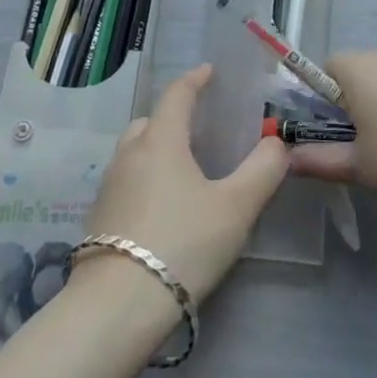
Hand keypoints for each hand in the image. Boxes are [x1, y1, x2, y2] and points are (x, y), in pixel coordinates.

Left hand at [78, 65, 287, 302]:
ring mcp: (109, 185)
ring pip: (135, 152)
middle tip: (201, 128)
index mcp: (161, 140)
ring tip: (185, 168)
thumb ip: (262, 170)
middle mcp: (129, 154)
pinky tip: (164, 205)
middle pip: (151, 121)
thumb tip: (277, 142)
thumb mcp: (236, 207)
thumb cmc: (183, 243)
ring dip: (158, 148)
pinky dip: (146, 177)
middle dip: (174, 116)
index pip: (177, 94)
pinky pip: (127, 180)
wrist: (118, 305)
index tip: (209, 72)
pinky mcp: (99, 217)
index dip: (195, 79)